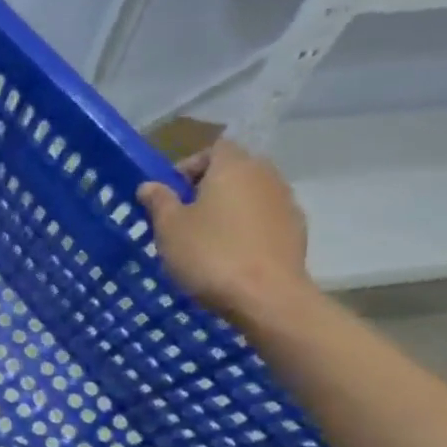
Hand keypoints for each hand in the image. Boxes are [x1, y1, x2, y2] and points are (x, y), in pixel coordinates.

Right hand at [136, 140, 315, 322]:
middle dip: (208, 188)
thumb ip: (159, 201)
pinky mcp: (296, 232)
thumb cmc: (210, 254)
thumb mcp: (169, 227)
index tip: (170, 194)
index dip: (189, 166)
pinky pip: (264, 219)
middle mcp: (266, 176)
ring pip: (250, 195)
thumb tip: (150, 185)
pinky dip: (247, 229)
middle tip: (183, 216)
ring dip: (228, 209)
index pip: (213, 149)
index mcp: (234, 167)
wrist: (267, 298)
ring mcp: (286, 204)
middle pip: (234, 170)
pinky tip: (230, 255)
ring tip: (205, 238)